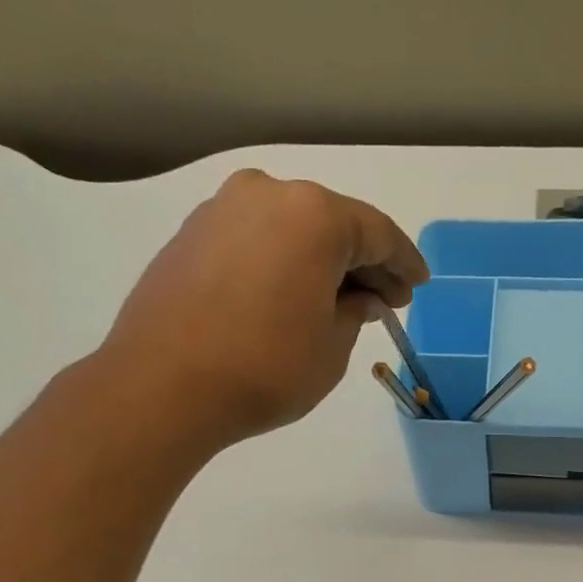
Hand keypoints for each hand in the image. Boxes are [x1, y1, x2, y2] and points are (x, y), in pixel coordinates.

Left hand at [100, 168, 427, 451]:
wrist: (163, 386)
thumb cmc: (266, 368)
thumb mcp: (332, 348)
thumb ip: (356, 312)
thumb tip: (362, 298)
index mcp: (314, 215)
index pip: (378, 234)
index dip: (404, 264)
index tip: (418, 286)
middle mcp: (268, 195)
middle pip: (332, 224)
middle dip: (363, 262)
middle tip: (385, 298)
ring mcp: (222, 210)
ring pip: (290, 230)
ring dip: (320, 262)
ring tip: (338, 301)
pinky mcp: (191, 235)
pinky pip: (255, 241)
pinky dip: (281, 262)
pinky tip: (289, 295)